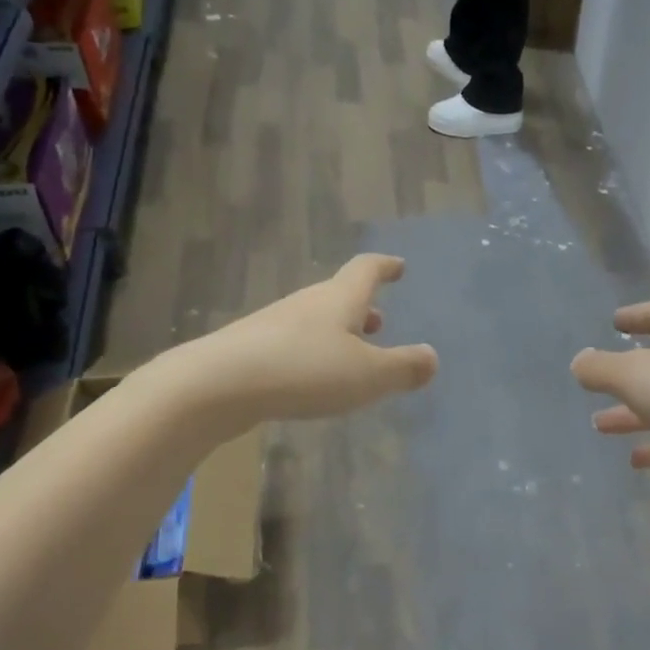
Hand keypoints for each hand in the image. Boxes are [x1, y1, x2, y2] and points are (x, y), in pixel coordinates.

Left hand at [180, 255, 437, 426]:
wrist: (217, 385)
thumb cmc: (305, 372)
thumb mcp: (368, 376)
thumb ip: (404, 368)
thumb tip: (431, 357)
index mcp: (338, 300)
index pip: (366, 271)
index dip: (385, 267)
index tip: (398, 265)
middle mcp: (306, 304)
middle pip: (339, 295)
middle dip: (362, 306)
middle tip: (379, 319)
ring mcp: (274, 324)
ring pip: (315, 320)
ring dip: (338, 331)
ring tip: (351, 351)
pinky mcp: (251, 349)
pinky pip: (293, 343)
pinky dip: (313, 351)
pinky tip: (312, 376)